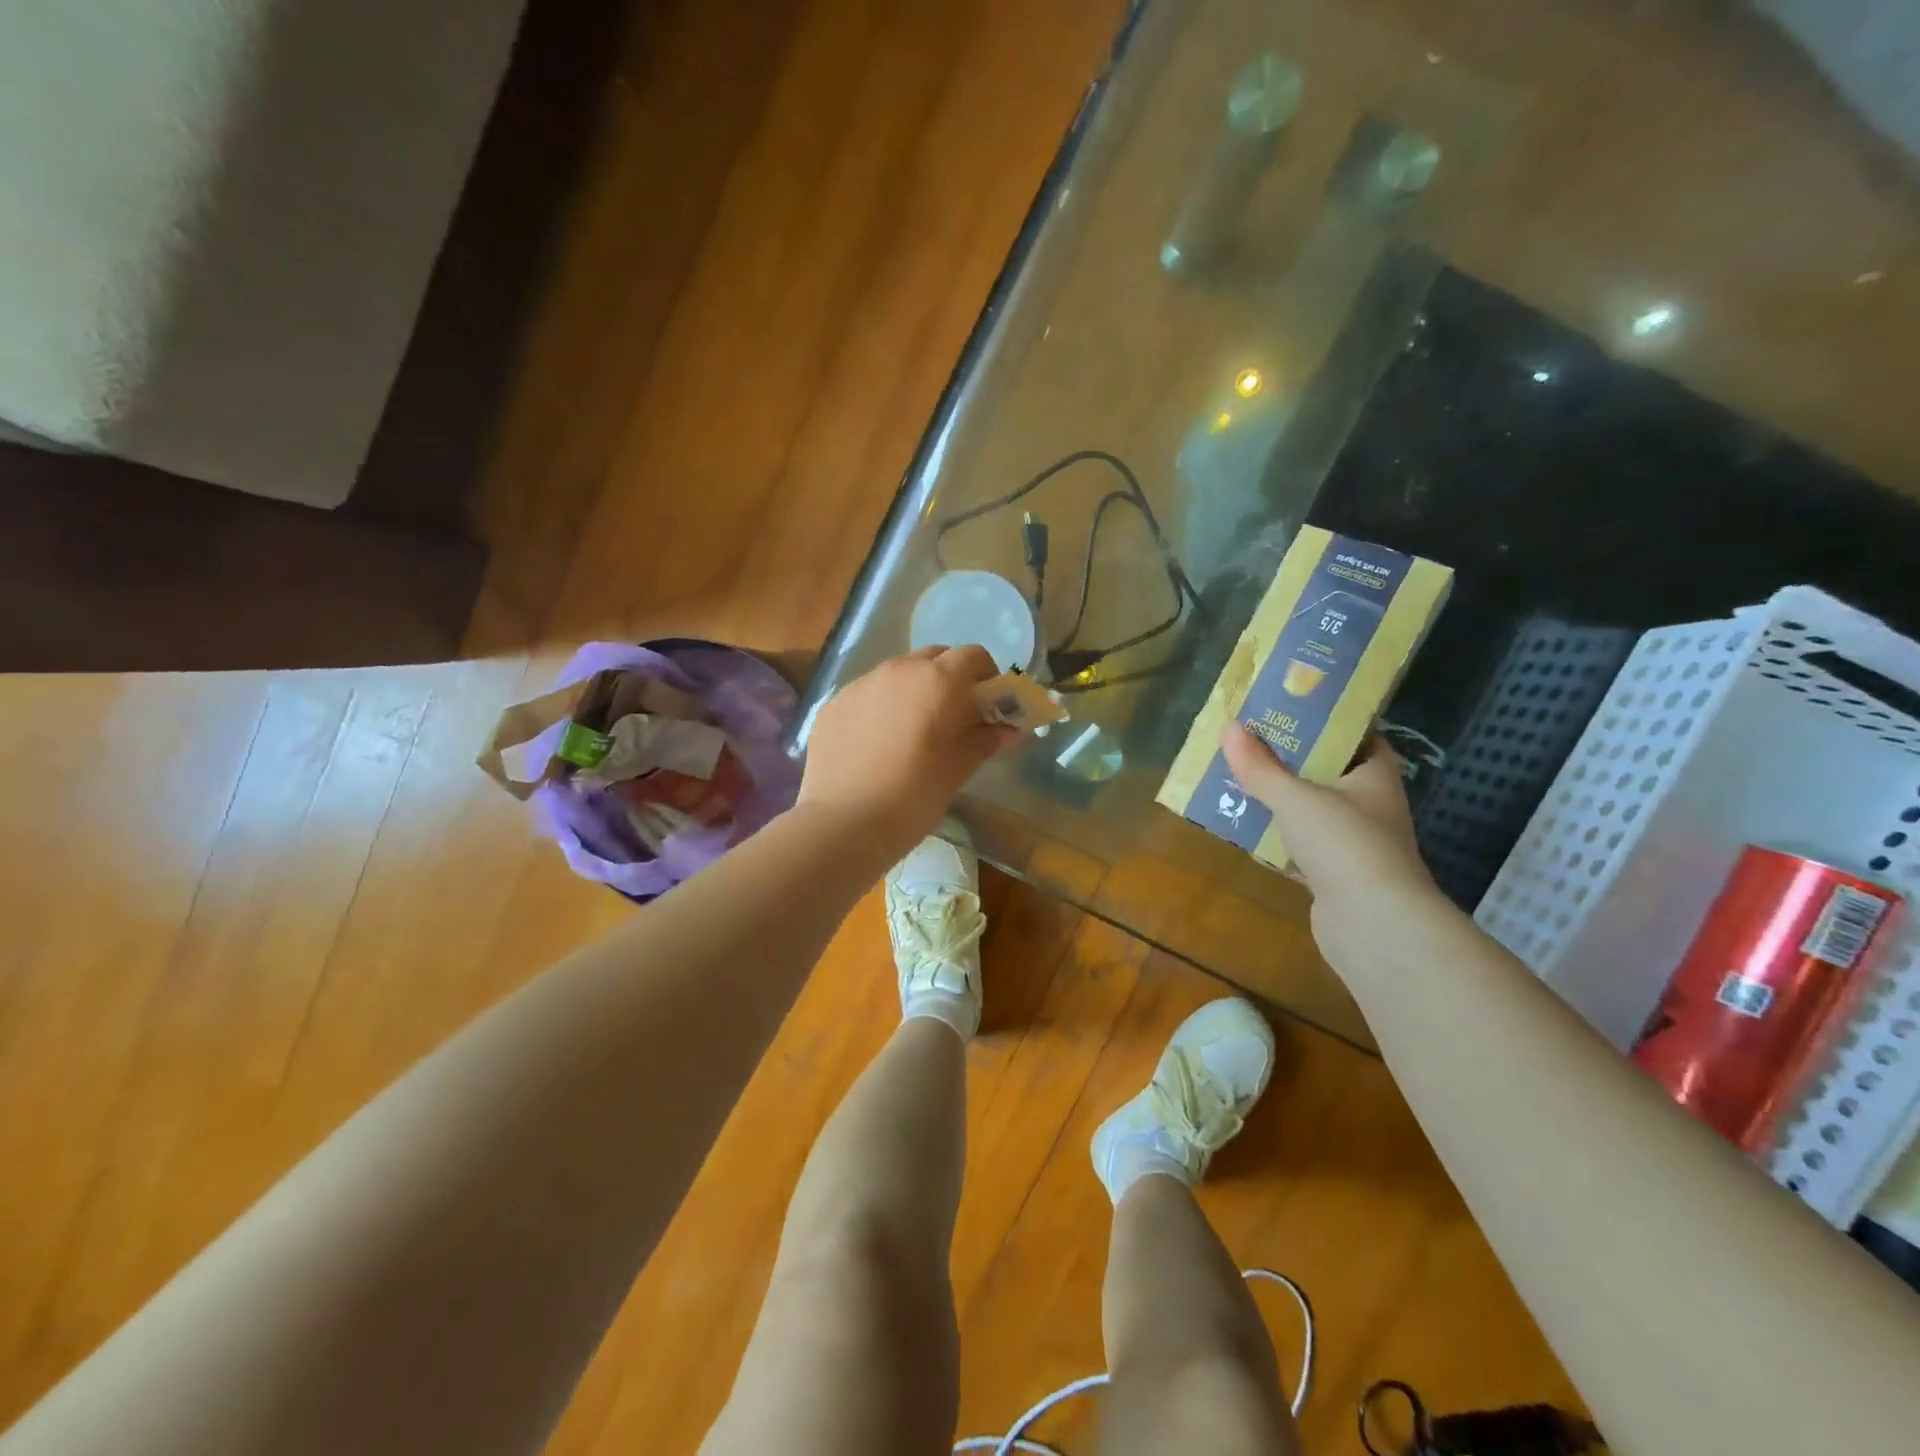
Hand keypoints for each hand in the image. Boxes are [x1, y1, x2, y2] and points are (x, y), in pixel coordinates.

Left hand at [799, 646, 1017, 861]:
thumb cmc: (911, 797)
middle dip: (950, 679)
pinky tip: (877, 744)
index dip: (986, 676)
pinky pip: (868, 693)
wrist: (841, 824)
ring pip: (898, 673)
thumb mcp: (956, 771)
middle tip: (954, 717)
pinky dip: (882, 706)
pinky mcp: (834, 704)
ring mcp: (861, 684)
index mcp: (937, 681)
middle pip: (934, 657)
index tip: (988, 705)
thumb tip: (1006, 730)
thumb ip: (984, 742)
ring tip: (913, 732)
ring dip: (914, 690)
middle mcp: (898, 670)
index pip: (973, 656)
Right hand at [1219, 723, 1438, 959]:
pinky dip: (1278, 840)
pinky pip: (1302, 848)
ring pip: (1313, 813)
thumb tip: (1230, 728)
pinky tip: (1247, 830)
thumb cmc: (1344, 843)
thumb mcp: (1295, 797)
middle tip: (1252, 744)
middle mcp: (1371, 807)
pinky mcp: (1336, 877)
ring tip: (1239, 782)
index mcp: (1375, 778)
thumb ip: (1261, 767)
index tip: (1293, 713)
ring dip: (1282, 802)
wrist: (1373, 923)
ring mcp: (1355, 845)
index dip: (1331, 725)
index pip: (1361, 739)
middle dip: (1293, 762)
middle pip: (1331, 775)